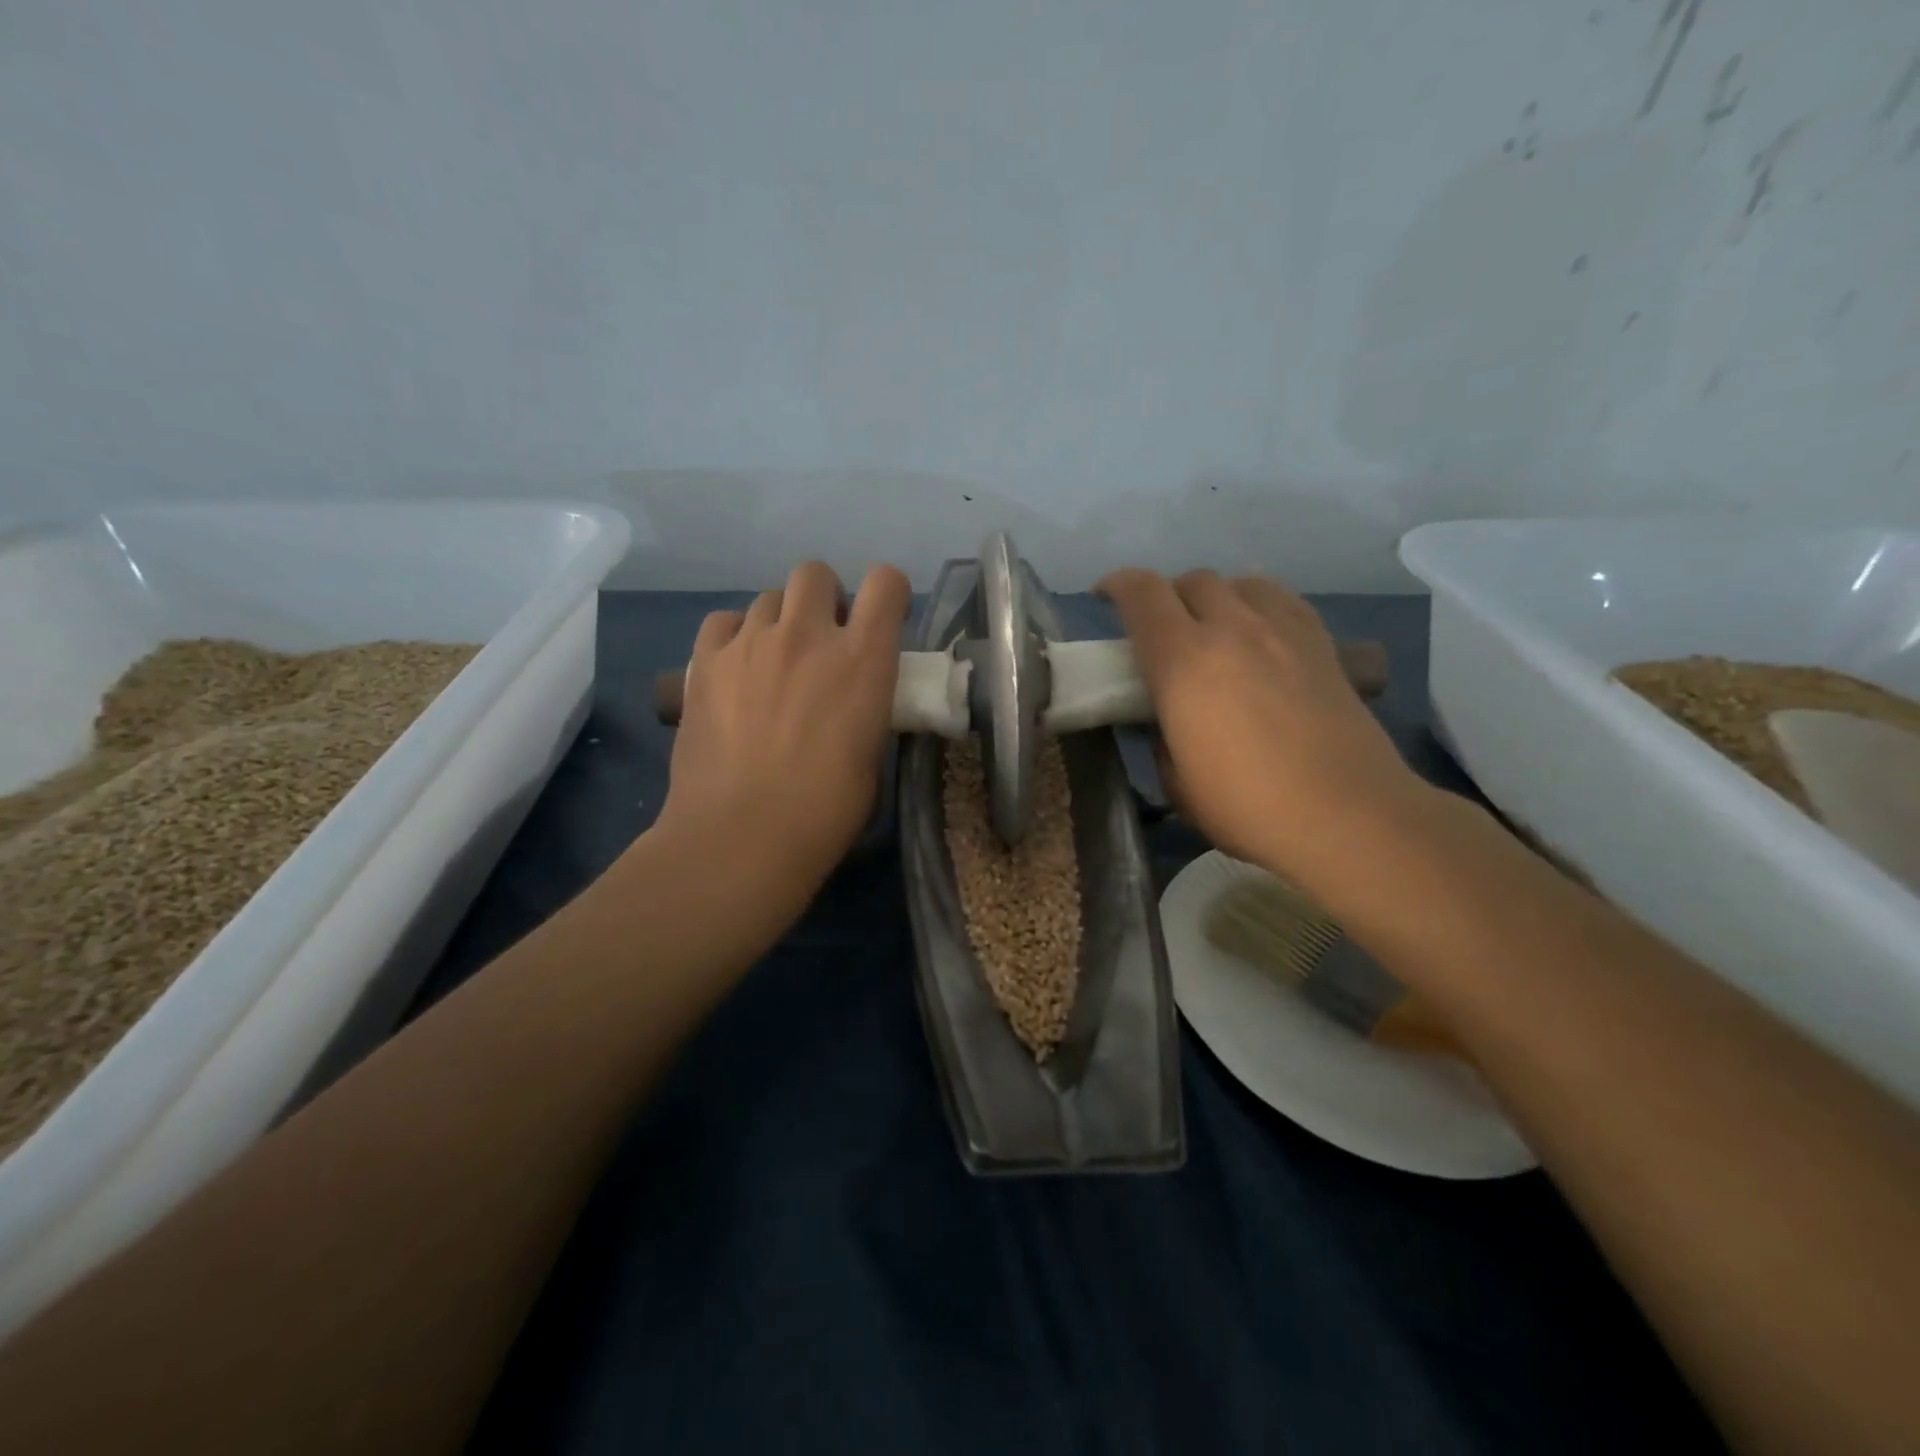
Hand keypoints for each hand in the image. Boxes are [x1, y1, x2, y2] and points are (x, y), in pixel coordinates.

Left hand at [657, 560, 910, 900]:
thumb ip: (868, 704)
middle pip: (815, 573)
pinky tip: (736, 669)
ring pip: (768, 597)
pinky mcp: (704, 661)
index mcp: (862, 659)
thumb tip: (856, 693)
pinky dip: (736, 636)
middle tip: (821, 641)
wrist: (741, 837)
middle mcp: (807, 635)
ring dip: (780, 622)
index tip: (880, 620)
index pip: (885, 582)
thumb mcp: (871, 753)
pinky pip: (724, 621)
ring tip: (773, 663)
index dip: (886, 593)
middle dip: (824, 599)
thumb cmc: (825, 811)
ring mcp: (750, 643)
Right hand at [1098, 568, 1428, 883]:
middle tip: (1161, 628)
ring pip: (1240, 582)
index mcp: (1183, 661)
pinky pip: (1282, 600)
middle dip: (1167, 595)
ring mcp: (1282, 631)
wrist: (1346, 814)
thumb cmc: (1247, 806)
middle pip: (1192, 580)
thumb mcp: (1177, 782)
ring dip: (1216, 596)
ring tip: (1214, 627)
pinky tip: (1261, 635)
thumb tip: (1168, 719)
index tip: (1104, 596)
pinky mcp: (1323, 644)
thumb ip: (1162, 737)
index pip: (1142, 595)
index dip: (1117, 585)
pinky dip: (1259, 605)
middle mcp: (1231, 629)